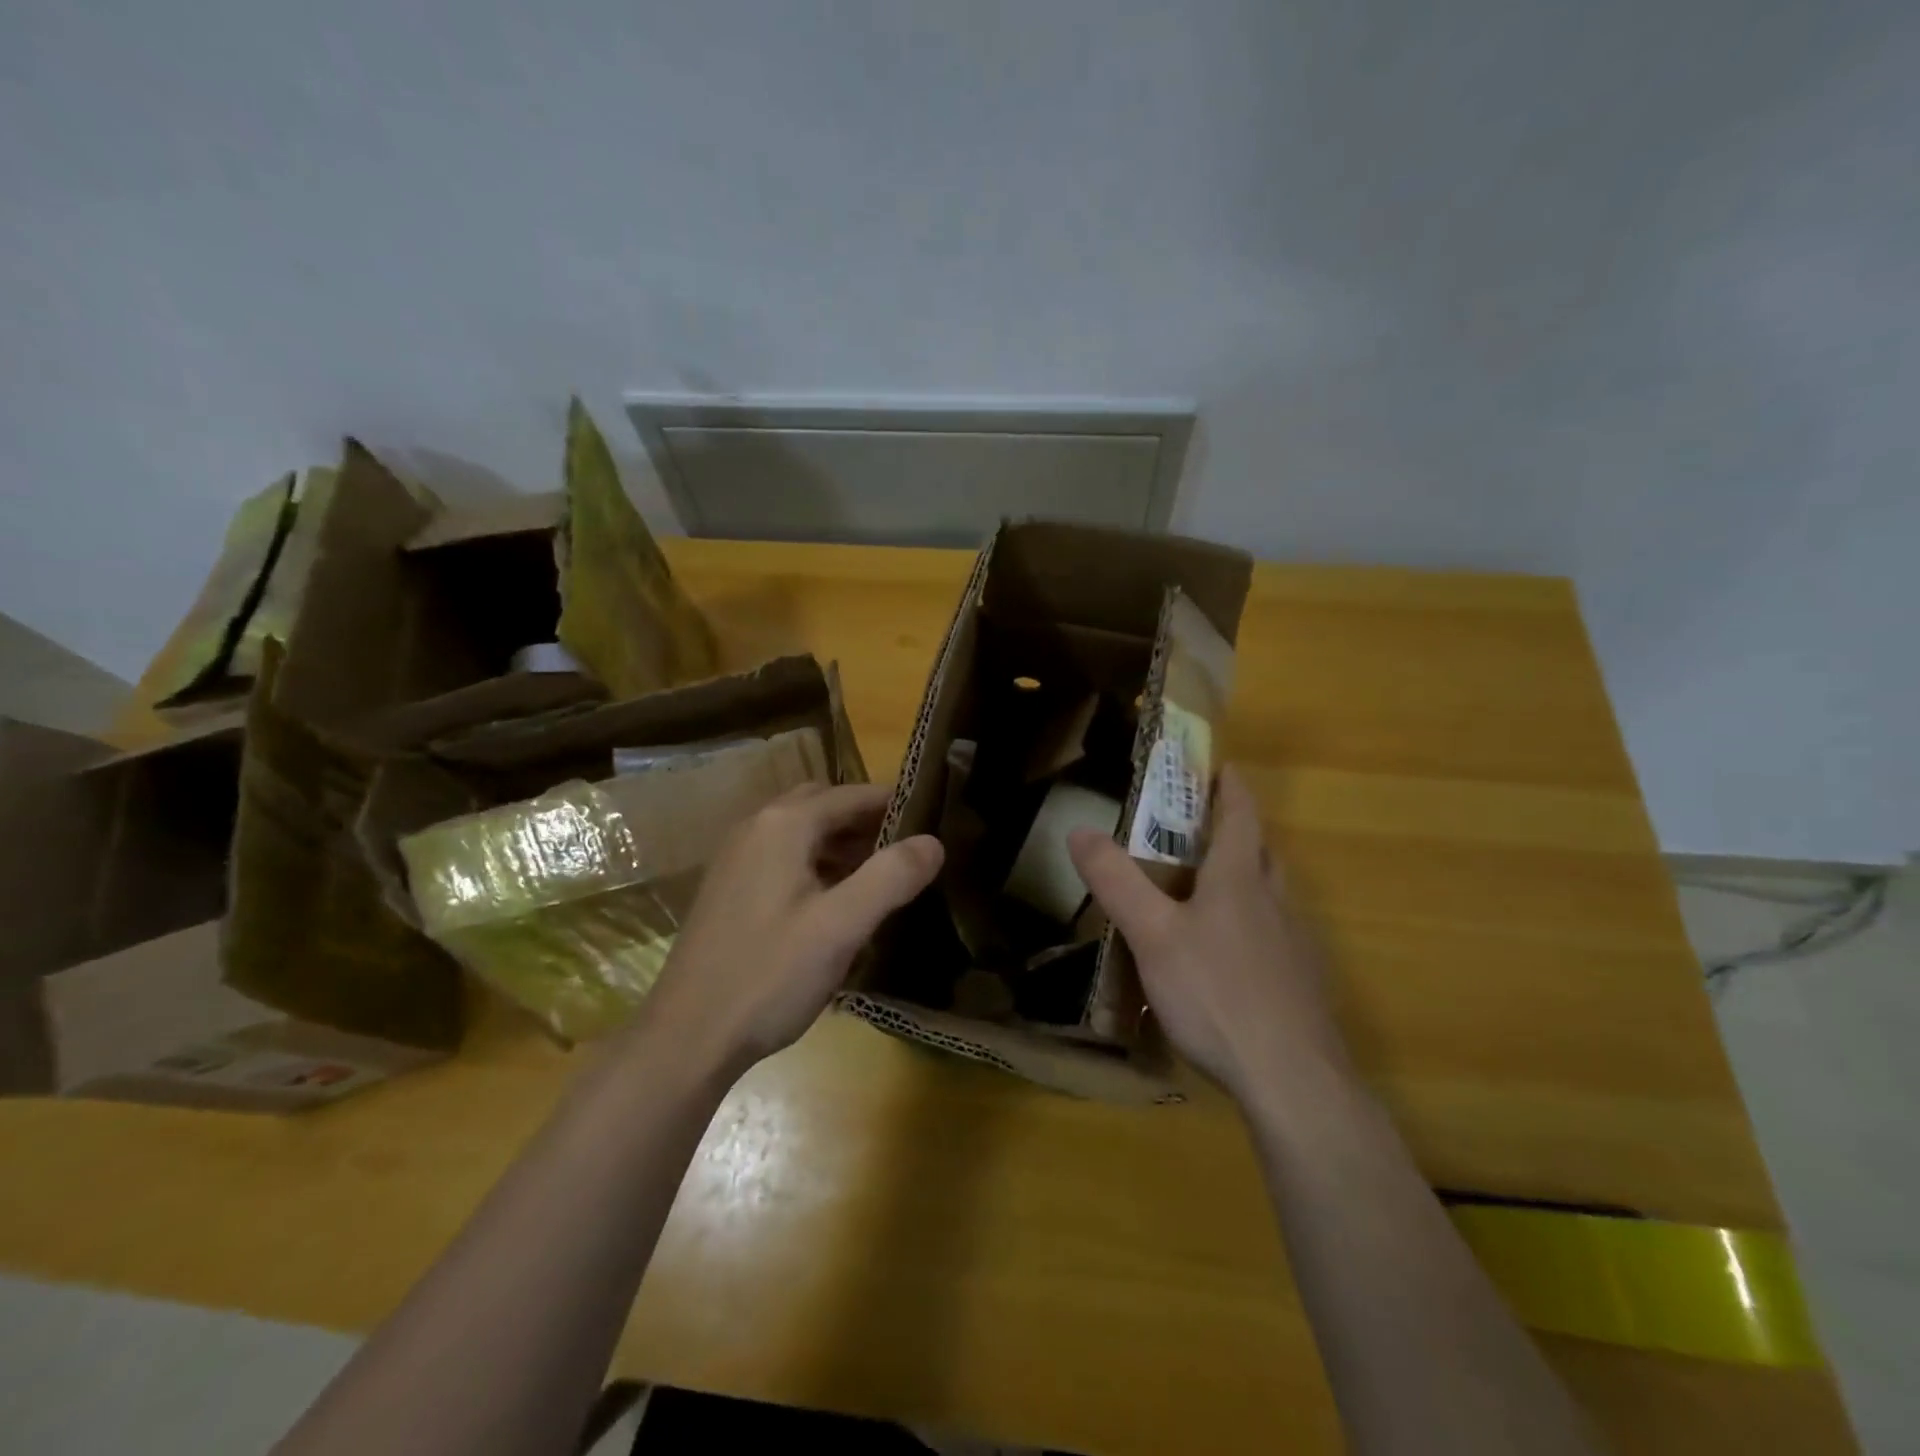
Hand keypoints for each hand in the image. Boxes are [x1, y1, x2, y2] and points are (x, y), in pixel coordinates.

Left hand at [640, 783, 943, 1076]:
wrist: (686, 1038)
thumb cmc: (769, 976)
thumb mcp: (842, 927)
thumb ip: (891, 877)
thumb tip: (933, 841)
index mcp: (783, 825)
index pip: (852, 795)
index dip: (894, 804)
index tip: (932, 823)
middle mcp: (755, 828)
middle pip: (823, 805)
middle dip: (865, 821)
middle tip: (905, 850)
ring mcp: (735, 858)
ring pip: (800, 832)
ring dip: (840, 843)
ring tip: (879, 877)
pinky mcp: (728, 889)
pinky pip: (781, 857)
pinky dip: (814, 863)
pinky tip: (833, 902)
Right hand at [1067, 765, 1349, 1108]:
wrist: (1292, 1078)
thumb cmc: (1217, 994)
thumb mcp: (1152, 935)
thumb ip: (1117, 882)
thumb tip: (1079, 829)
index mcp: (1239, 880)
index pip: (1241, 816)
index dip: (1231, 787)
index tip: (1222, 766)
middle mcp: (1274, 902)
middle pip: (1261, 851)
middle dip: (1239, 829)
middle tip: (1205, 825)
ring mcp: (1295, 944)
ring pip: (1272, 893)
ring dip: (1249, 875)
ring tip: (1213, 884)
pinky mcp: (1302, 983)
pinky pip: (1277, 934)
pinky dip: (1255, 922)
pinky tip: (1232, 954)